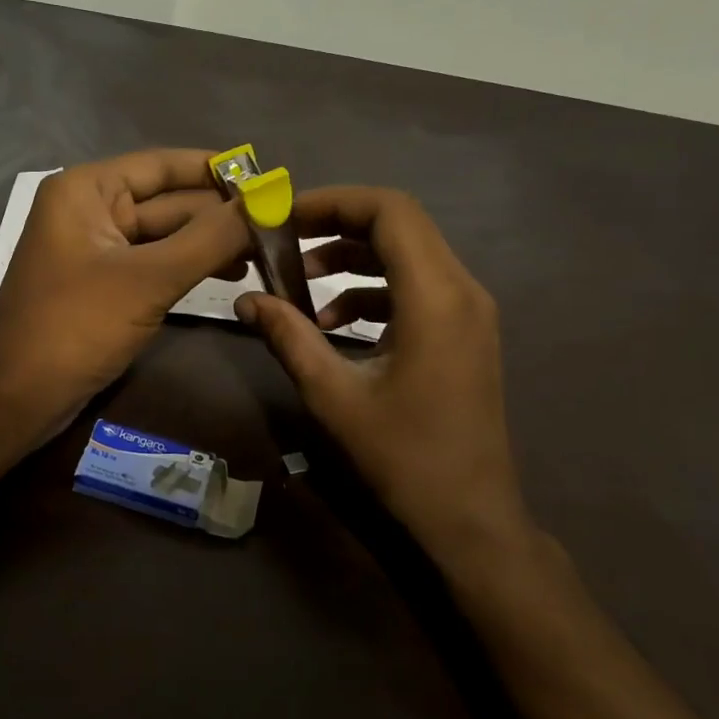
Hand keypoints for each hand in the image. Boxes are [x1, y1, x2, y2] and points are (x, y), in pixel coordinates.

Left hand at [0, 150, 249, 426]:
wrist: (18, 398)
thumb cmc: (76, 326)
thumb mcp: (148, 279)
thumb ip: (210, 238)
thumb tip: (268, 201)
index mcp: (88, 190)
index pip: (164, 165)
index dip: (218, 171)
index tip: (269, 178)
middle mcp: (91, 209)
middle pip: (168, 201)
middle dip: (221, 214)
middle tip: (281, 223)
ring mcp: (97, 249)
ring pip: (165, 235)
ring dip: (211, 243)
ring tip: (266, 253)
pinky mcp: (105, 283)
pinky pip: (154, 263)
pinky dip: (190, 266)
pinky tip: (231, 273)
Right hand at [234, 187, 529, 560]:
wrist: (472, 517)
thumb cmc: (403, 457)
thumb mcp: (333, 395)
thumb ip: (288, 337)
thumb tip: (246, 299)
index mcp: (435, 297)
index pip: (390, 211)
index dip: (334, 201)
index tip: (285, 216)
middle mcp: (462, 290)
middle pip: (400, 224)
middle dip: (337, 224)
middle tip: (286, 240)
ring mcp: (469, 310)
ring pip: (408, 253)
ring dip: (353, 257)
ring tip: (301, 280)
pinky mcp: (465, 331)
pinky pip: (417, 286)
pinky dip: (373, 288)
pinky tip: (335, 321)